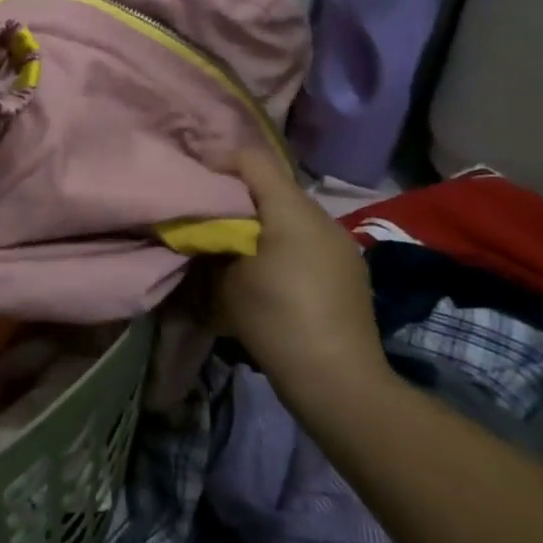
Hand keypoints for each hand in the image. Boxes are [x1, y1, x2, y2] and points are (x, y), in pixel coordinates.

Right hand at [217, 150, 390, 414]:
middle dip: (237, 196)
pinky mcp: (348, 270)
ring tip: (234, 247)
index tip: (193, 184)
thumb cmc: (276, 321)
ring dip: (260, 221)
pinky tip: (267, 272)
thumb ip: (211, 243)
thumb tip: (204, 231)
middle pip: (272, 186)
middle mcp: (321, 218)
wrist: (339, 382)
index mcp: (292, 210)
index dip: (218, 163)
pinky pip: (306, 239)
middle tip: (207, 217)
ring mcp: (340, 244)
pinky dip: (281, 242)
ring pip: (290, 214)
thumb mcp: (225, 281)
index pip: (252, 159)